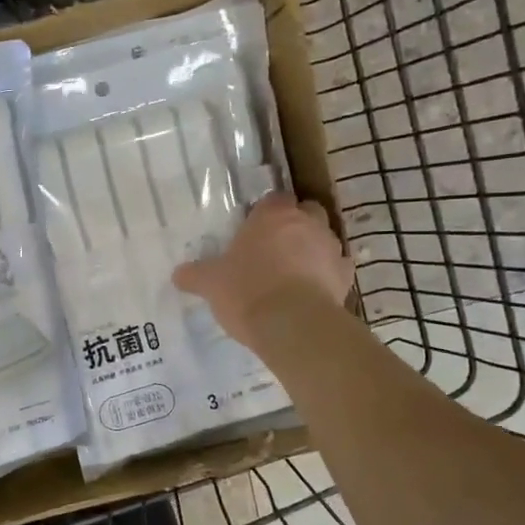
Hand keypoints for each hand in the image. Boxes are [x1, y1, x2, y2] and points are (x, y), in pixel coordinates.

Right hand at [173, 194, 352, 350]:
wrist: (293, 325)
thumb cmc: (247, 291)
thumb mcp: (210, 284)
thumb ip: (194, 275)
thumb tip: (178, 274)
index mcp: (273, 215)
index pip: (274, 198)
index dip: (265, 212)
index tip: (254, 230)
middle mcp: (306, 223)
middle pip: (306, 211)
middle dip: (295, 224)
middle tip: (275, 247)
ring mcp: (331, 248)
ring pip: (325, 238)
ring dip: (312, 248)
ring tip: (293, 272)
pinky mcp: (346, 276)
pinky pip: (337, 268)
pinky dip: (327, 275)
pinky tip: (313, 290)